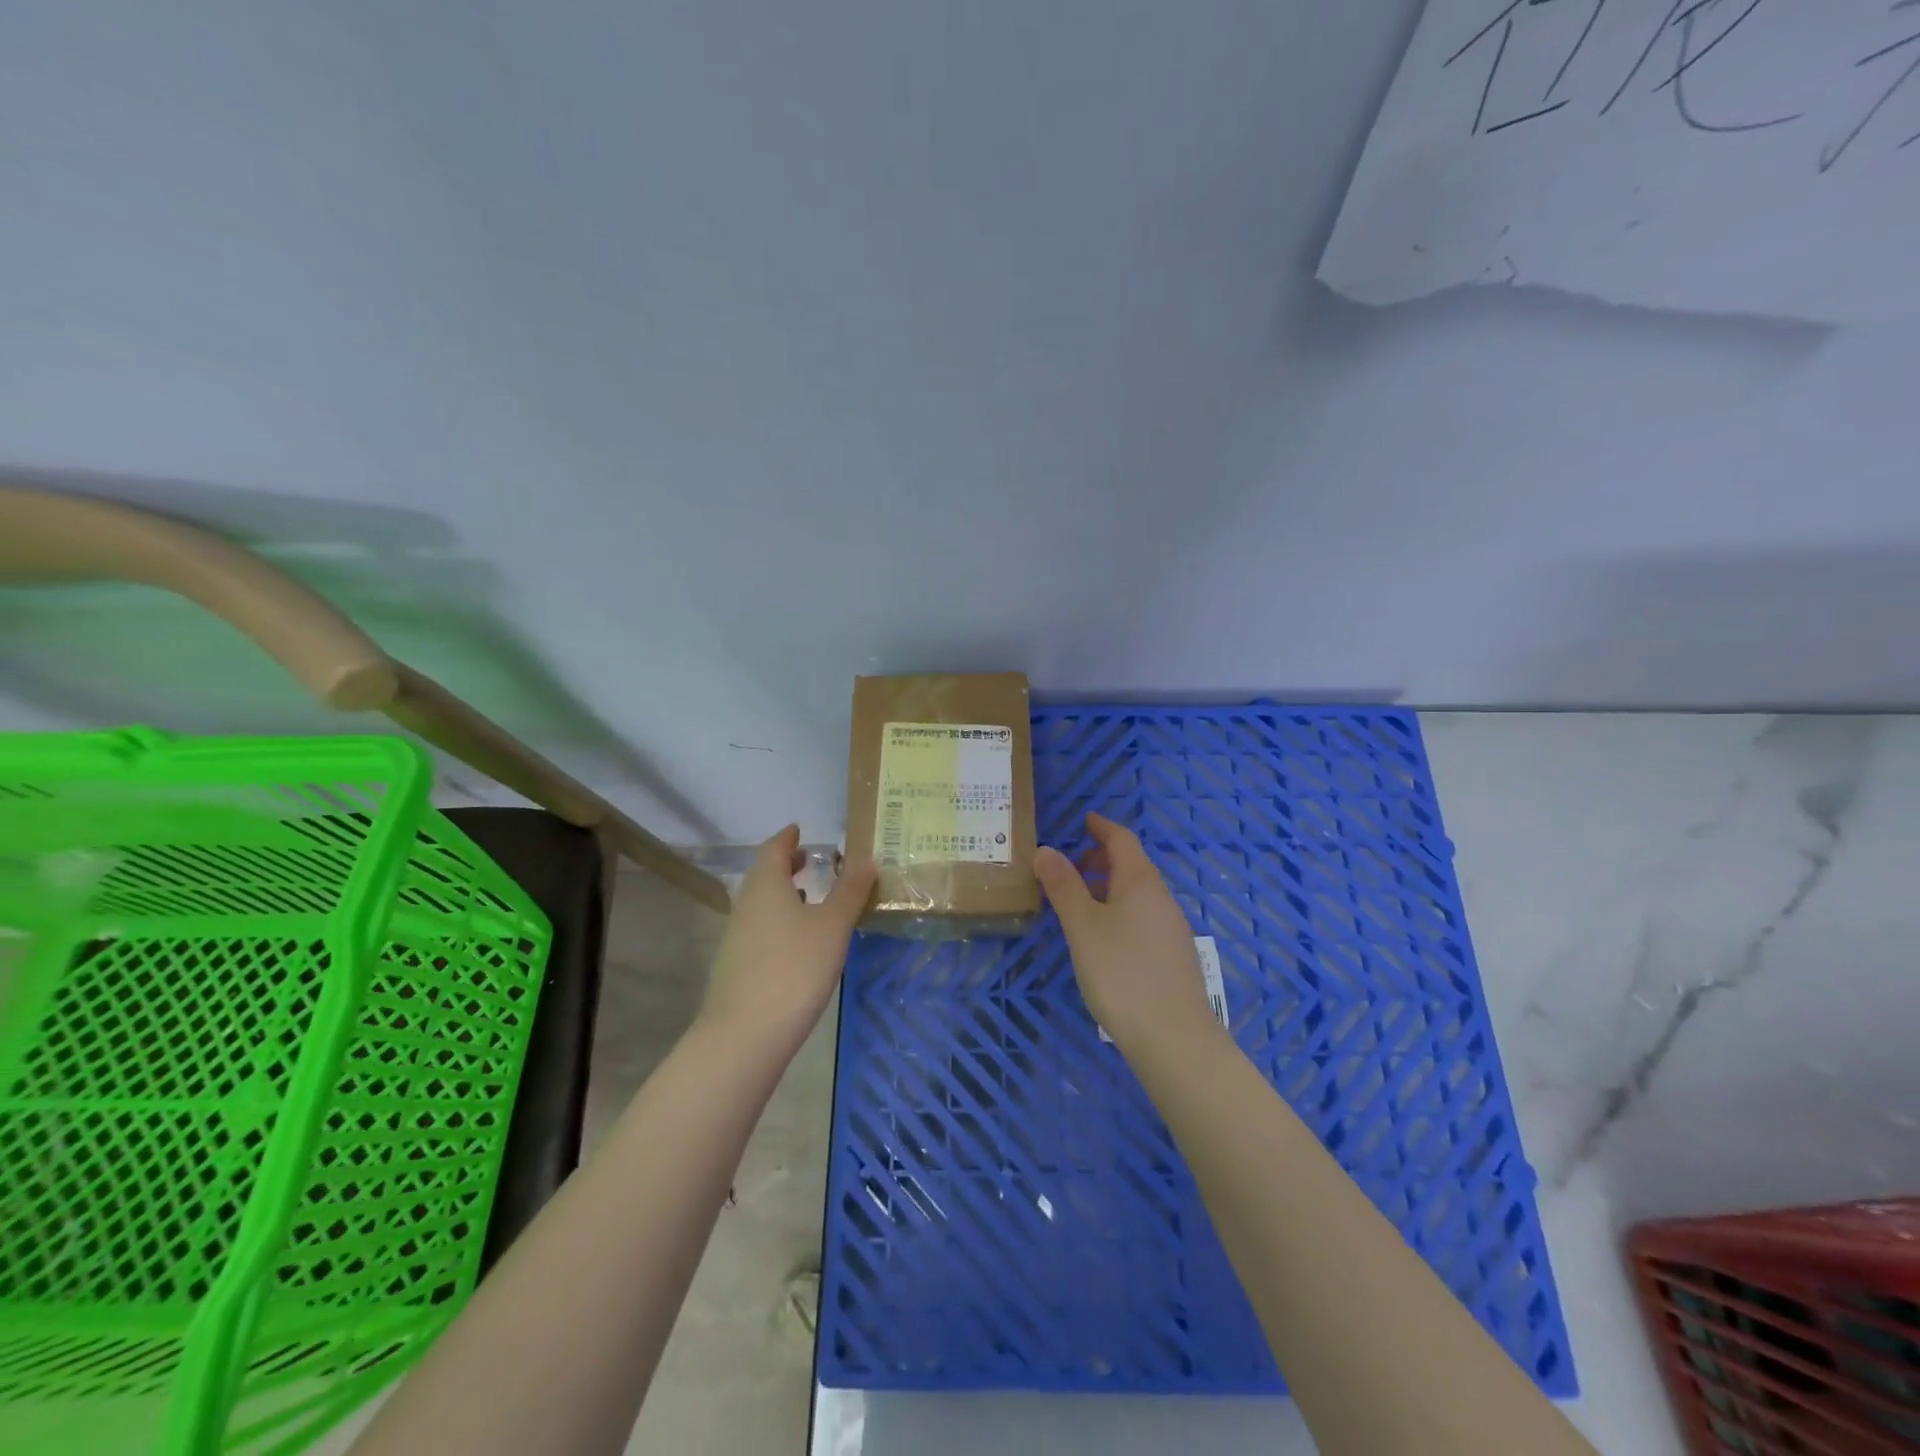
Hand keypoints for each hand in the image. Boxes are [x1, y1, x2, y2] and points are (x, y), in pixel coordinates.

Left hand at [701, 826, 878, 1043]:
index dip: (787, 838)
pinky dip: (778, 918)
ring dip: (782, 893)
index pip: (773, 849)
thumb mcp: (832, 925)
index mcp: (766, 885)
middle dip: (785, 864)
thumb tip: (866, 857)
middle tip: (810, 860)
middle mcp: (746, 904)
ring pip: (761, 902)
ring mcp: (737, 936)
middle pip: (764, 874)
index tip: (799, 830)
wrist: (745, 1033)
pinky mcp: (737, 965)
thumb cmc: (794, 968)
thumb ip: (850, 890)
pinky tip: (797, 939)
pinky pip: (760, 926)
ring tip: (808, 896)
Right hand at [1035, 813, 1219, 1052]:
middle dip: (1102, 858)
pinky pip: (1143, 916)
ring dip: (1109, 886)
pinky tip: (1104, 937)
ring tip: (1079, 903)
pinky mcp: (1173, 956)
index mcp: (1141, 882)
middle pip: (1132, 865)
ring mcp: (1172, 928)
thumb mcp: (1082, 926)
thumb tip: (1046, 849)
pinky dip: (1120, 910)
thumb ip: (1064, 886)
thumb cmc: (1121, 972)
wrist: (1173, 1037)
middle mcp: (1161, 898)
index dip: (1101, 827)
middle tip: (1070, 866)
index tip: (1083, 820)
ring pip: (1138, 893)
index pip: (1122, 839)